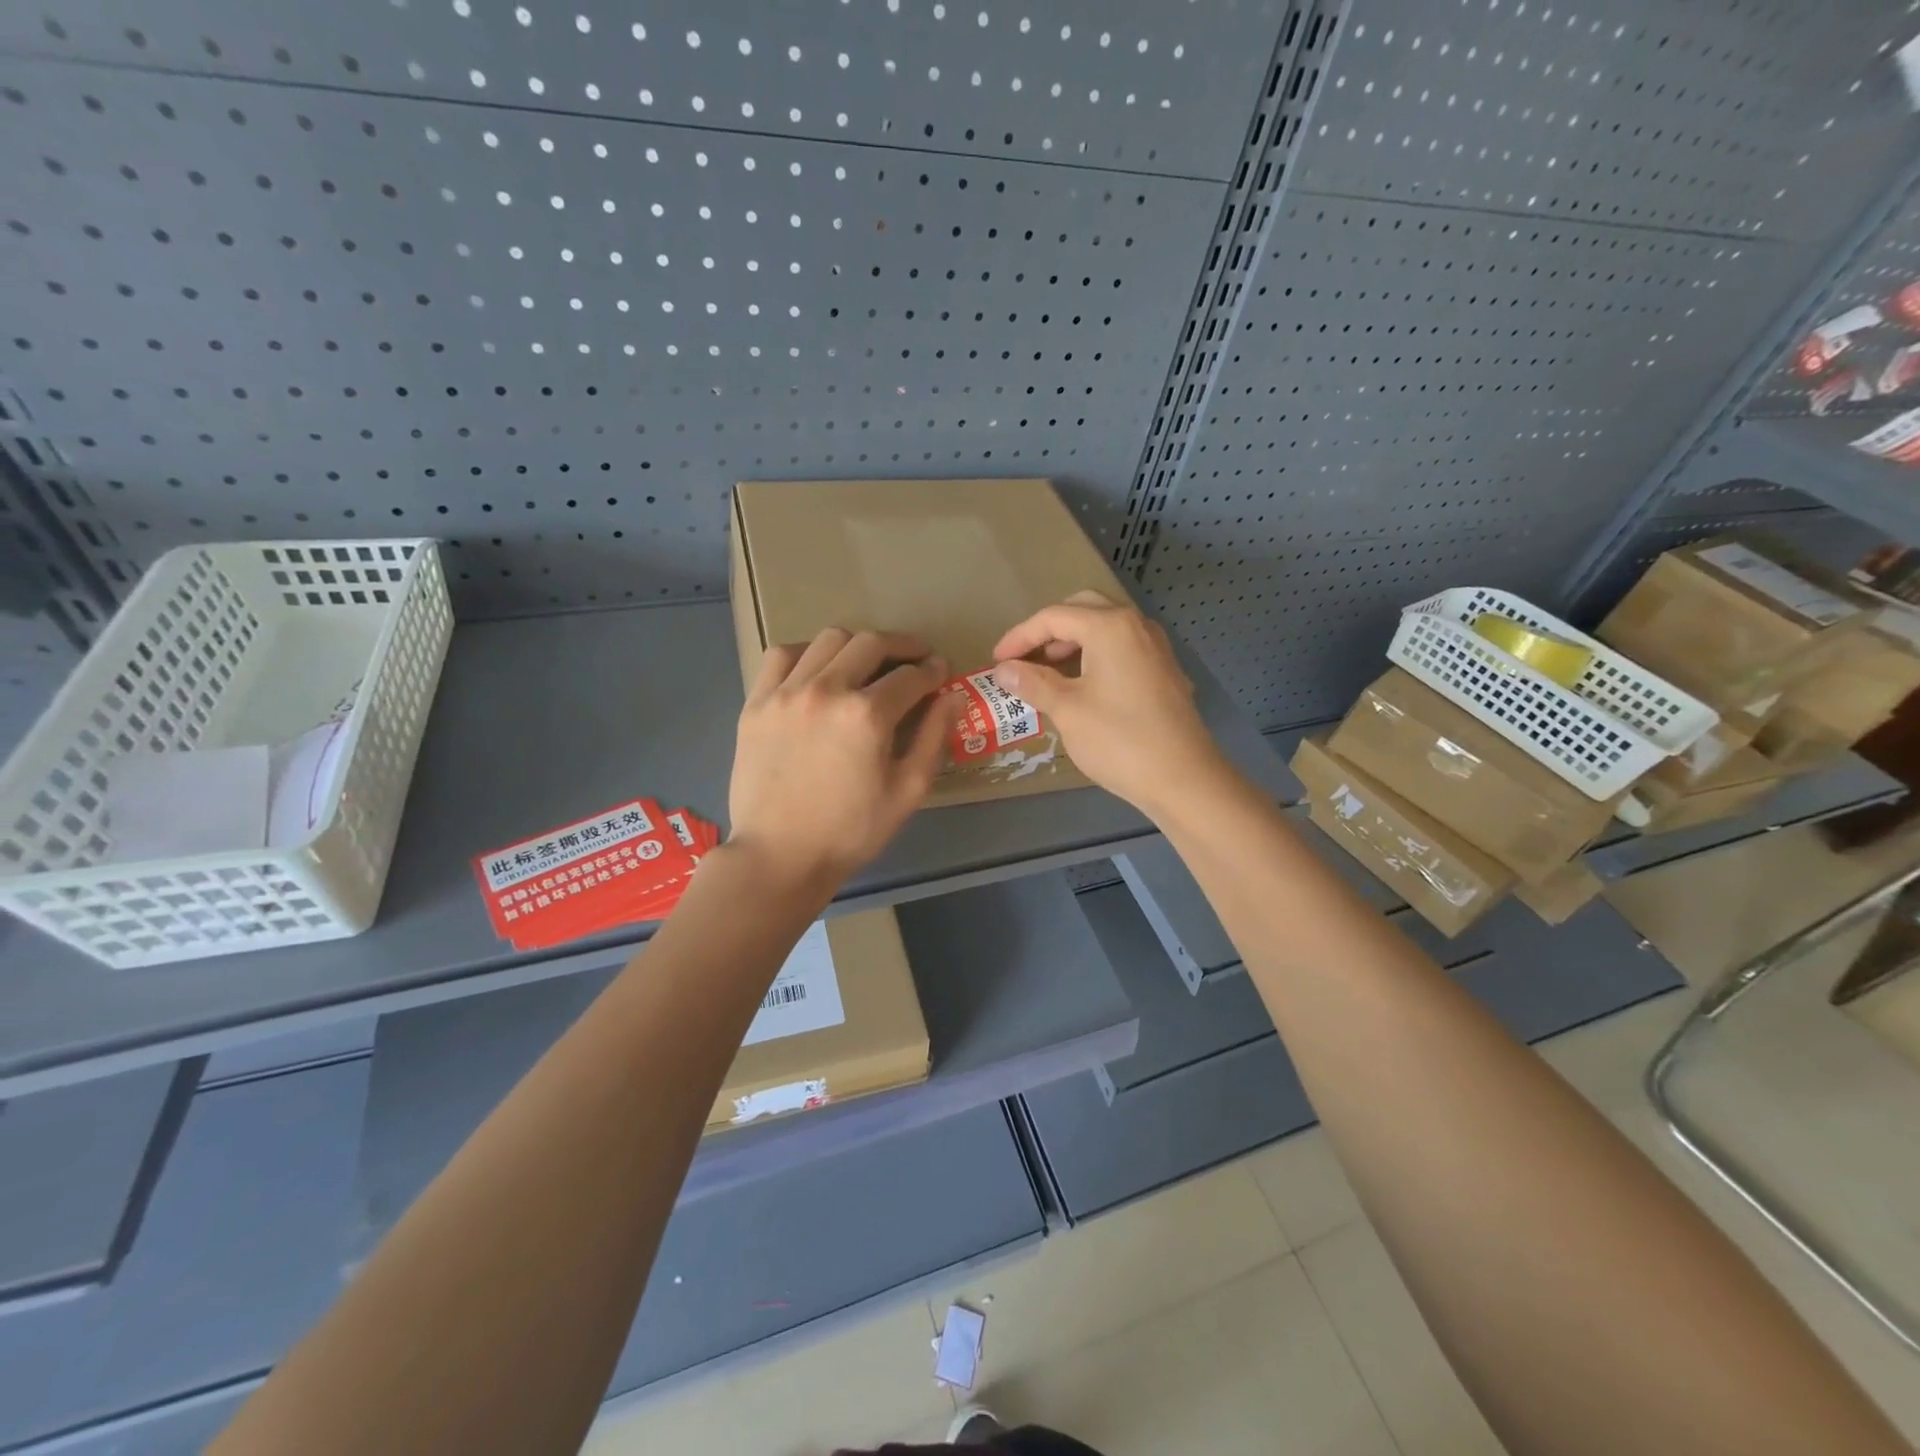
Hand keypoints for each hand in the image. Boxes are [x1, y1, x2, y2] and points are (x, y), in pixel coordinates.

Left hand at [729, 628, 956, 890]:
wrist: (779, 856)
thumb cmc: (851, 831)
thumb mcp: (908, 790)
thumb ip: (935, 737)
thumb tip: (954, 695)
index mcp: (867, 715)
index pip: (910, 676)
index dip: (932, 671)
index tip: (940, 671)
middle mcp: (826, 690)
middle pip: (871, 643)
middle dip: (901, 647)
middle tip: (914, 660)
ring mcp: (785, 693)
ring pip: (828, 640)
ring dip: (857, 646)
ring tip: (866, 664)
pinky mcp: (756, 703)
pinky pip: (782, 656)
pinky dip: (807, 654)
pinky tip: (818, 672)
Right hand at [991, 592, 1225, 816]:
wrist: (1183, 778)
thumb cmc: (1119, 740)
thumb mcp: (1067, 710)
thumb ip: (1032, 682)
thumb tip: (1004, 670)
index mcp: (1110, 627)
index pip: (1054, 617)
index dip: (1019, 637)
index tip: (996, 661)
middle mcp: (1136, 625)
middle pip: (1083, 609)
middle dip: (1049, 630)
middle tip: (1025, 657)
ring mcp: (1155, 647)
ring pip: (1106, 627)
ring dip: (1073, 642)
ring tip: (1047, 672)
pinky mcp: (1164, 671)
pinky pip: (1122, 648)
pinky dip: (1096, 655)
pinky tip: (1082, 686)